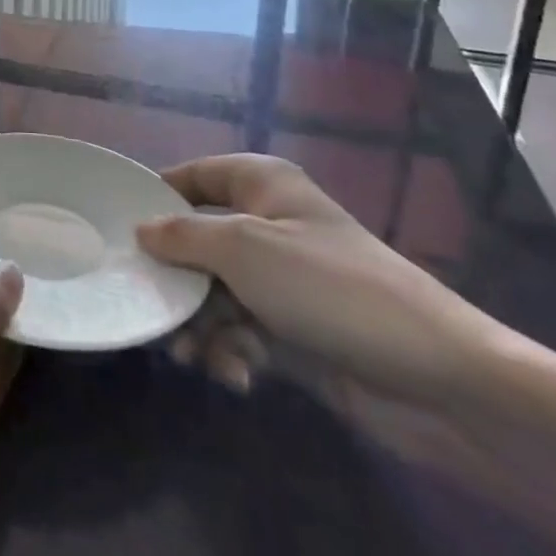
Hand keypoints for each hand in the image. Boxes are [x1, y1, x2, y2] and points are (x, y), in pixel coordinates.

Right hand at [138, 154, 501, 404]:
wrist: (438, 379)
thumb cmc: (329, 288)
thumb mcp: (243, 249)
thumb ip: (182, 236)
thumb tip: (139, 229)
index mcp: (260, 185)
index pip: (190, 177)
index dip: (154, 198)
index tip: (117, 229)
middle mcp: (267, 225)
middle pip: (196, 242)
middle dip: (175, 281)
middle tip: (150, 312)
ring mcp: (282, 280)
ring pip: (213, 292)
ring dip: (201, 325)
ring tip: (195, 358)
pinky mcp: (294, 330)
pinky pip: (242, 330)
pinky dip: (233, 350)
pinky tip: (239, 375)